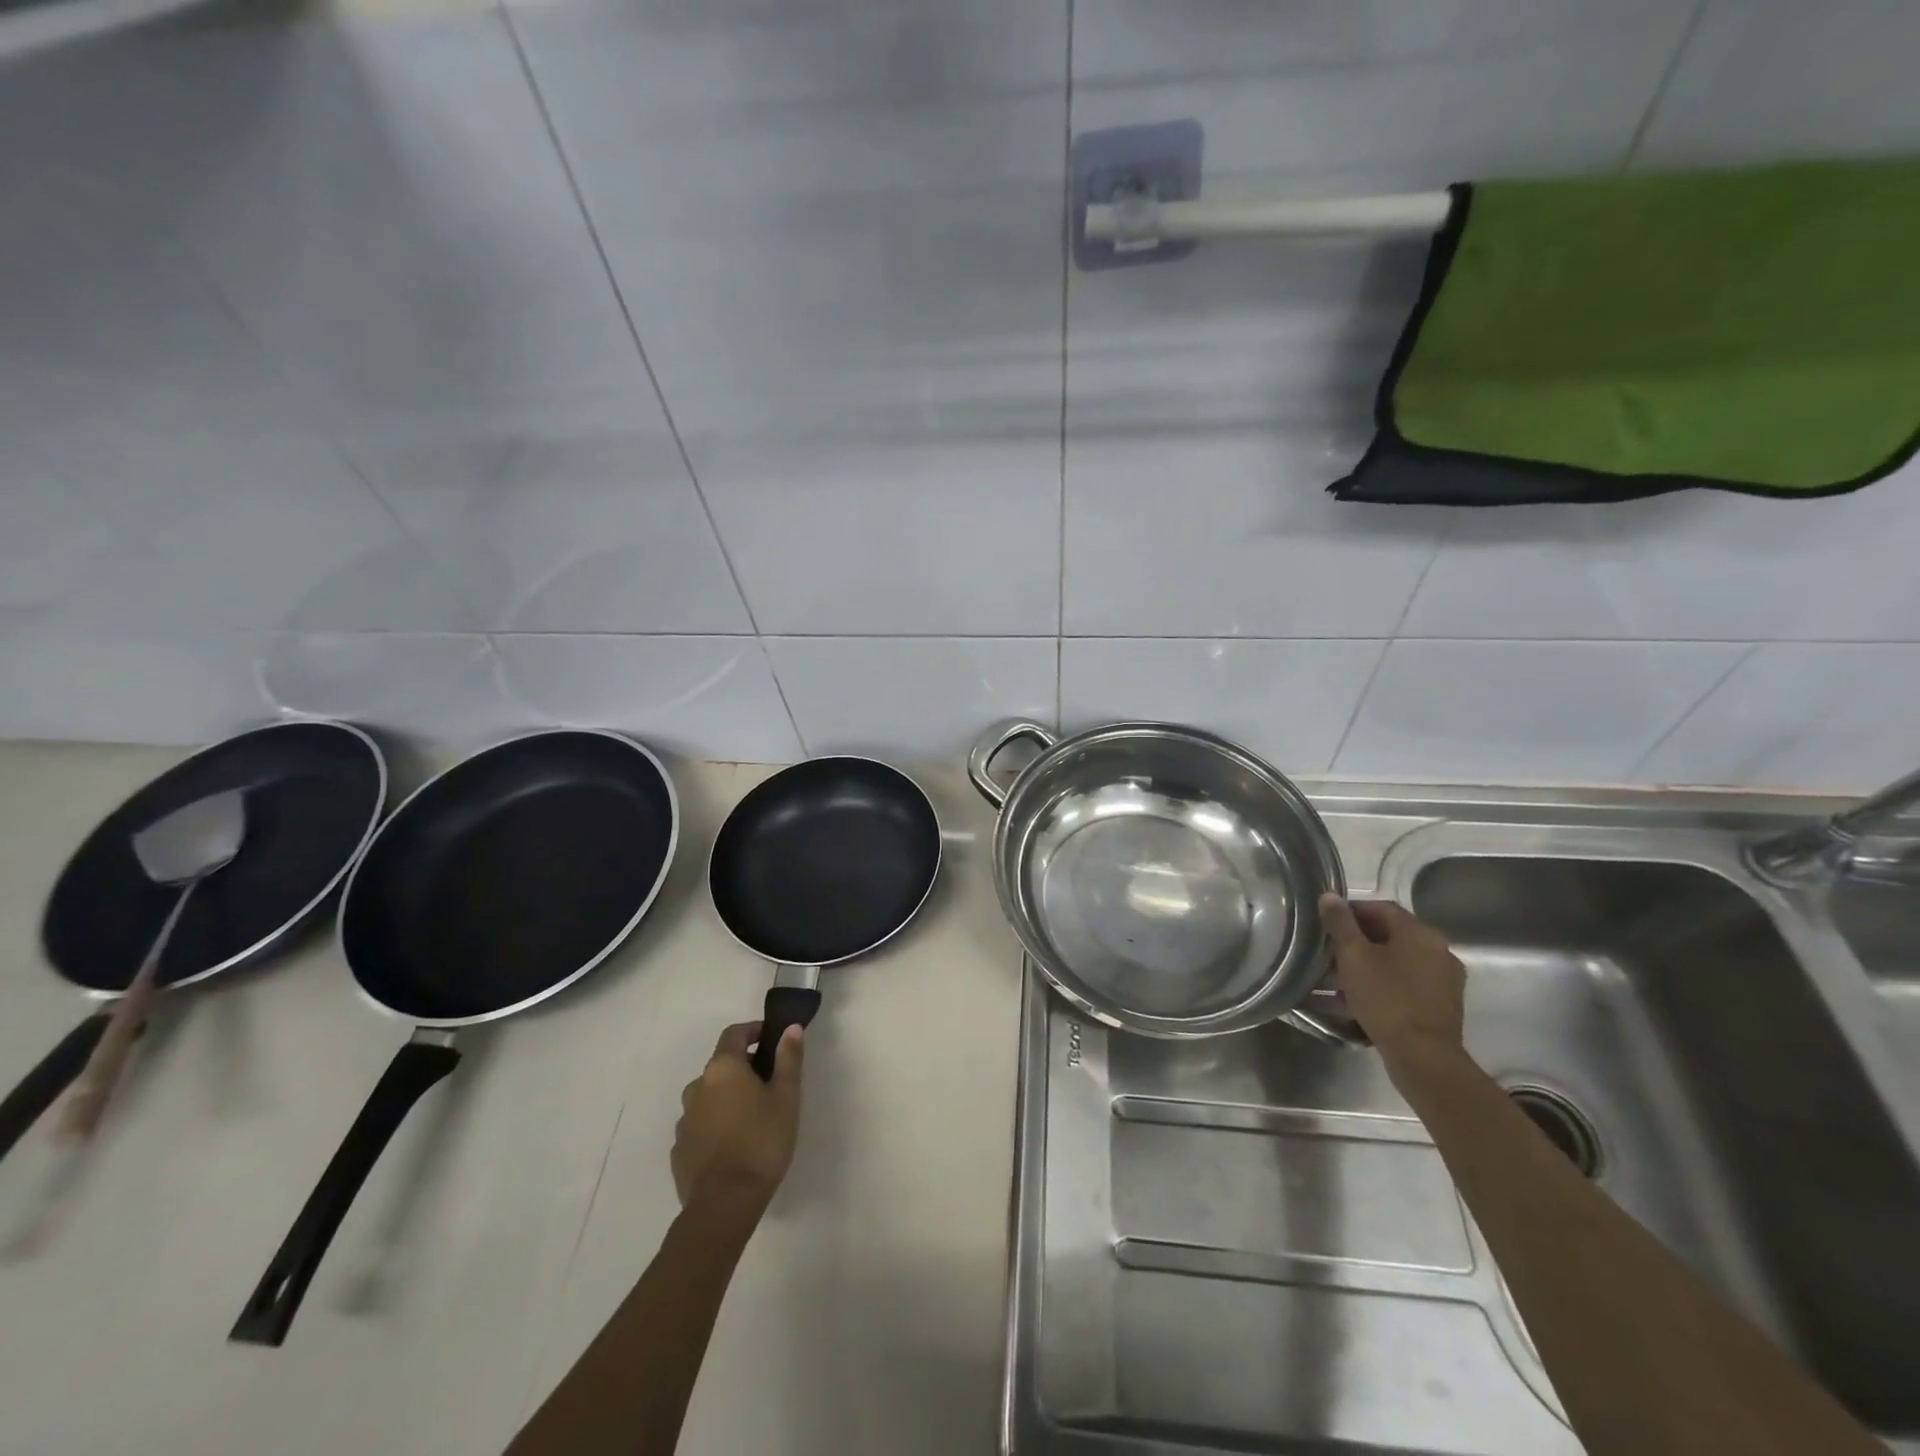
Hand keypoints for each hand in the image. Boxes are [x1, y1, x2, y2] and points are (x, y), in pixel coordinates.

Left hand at [672, 1021, 804, 1217]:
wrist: (723, 1204)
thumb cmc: (761, 1142)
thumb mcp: (786, 1097)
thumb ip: (788, 1058)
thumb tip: (790, 1028)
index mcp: (723, 1068)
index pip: (734, 1034)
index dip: (753, 1031)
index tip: (770, 1039)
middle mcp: (697, 1086)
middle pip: (721, 1065)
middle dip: (743, 1067)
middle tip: (768, 1084)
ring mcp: (684, 1119)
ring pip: (709, 1096)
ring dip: (727, 1097)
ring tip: (751, 1117)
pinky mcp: (679, 1149)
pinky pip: (700, 1124)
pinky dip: (715, 1123)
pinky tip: (732, 1143)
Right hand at [1318, 894, 1466, 1066]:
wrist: (1423, 1056)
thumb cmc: (1385, 999)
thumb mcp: (1353, 956)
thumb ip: (1340, 923)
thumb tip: (1329, 896)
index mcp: (1420, 933)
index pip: (1381, 908)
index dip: (1351, 911)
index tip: (1327, 925)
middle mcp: (1439, 949)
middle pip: (1392, 934)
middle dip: (1359, 940)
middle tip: (1331, 953)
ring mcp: (1445, 978)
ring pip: (1400, 959)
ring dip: (1371, 963)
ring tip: (1342, 979)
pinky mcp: (1444, 1003)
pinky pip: (1409, 981)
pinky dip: (1386, 982)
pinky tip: (1364, 999)